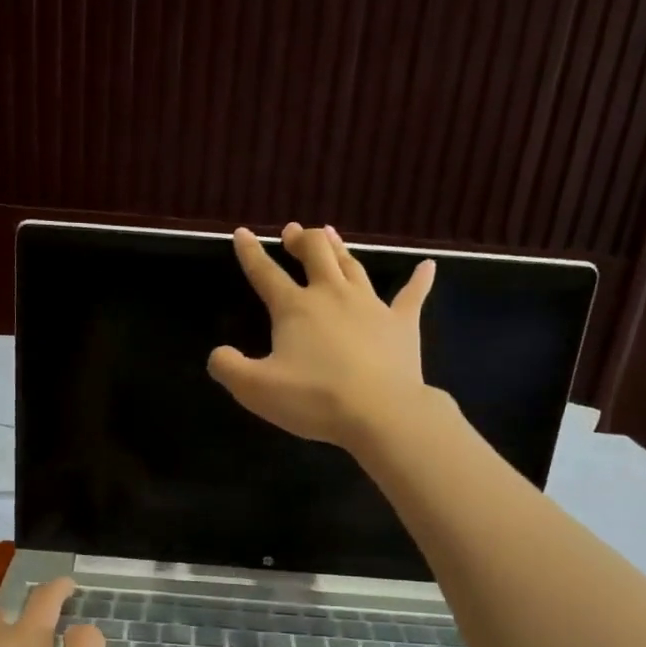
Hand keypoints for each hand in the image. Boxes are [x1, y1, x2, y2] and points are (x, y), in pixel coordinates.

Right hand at [208, 223, 436, 447]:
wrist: (379, 413)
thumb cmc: (313, 398)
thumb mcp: (255, 389)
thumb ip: (228, 368)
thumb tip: (217, 354)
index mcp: (295, 308)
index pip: (266, 273)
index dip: (251, 253)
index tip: (243, 233)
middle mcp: (332, 295)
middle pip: (316, 254)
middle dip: (301, 240)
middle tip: (293, 233)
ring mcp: (370, 306)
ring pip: (353, 265)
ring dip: (339, 248)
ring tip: (330, 234)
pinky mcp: (402, 324)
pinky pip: (411, 296)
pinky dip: (419, 280)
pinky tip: (428, 266)